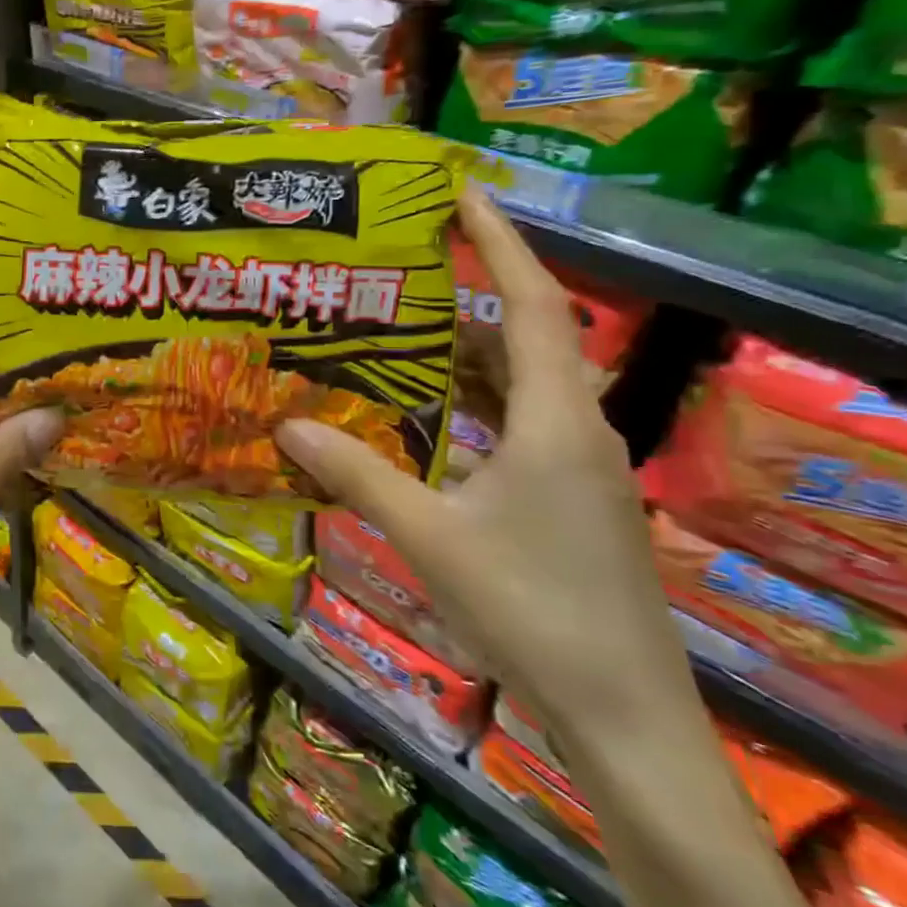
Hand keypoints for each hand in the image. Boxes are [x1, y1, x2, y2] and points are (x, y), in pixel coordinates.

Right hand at [276, 189, 684, 744]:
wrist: (621, 713)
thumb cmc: (530, 610)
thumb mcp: (430, 537)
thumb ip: (357, 474)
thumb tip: (284, 423)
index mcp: (552, 421)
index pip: (532, 305)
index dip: (501, 242)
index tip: (464, 193)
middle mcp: (574, 429)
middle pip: (525, 338)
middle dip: (468, 298)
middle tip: (401, 272)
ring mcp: (577, 466)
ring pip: (520, 385)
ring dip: (466, 357)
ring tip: (400, 337)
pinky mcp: (571, 499)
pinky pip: (518, 425)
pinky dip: (472, 406)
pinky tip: (425, 419)